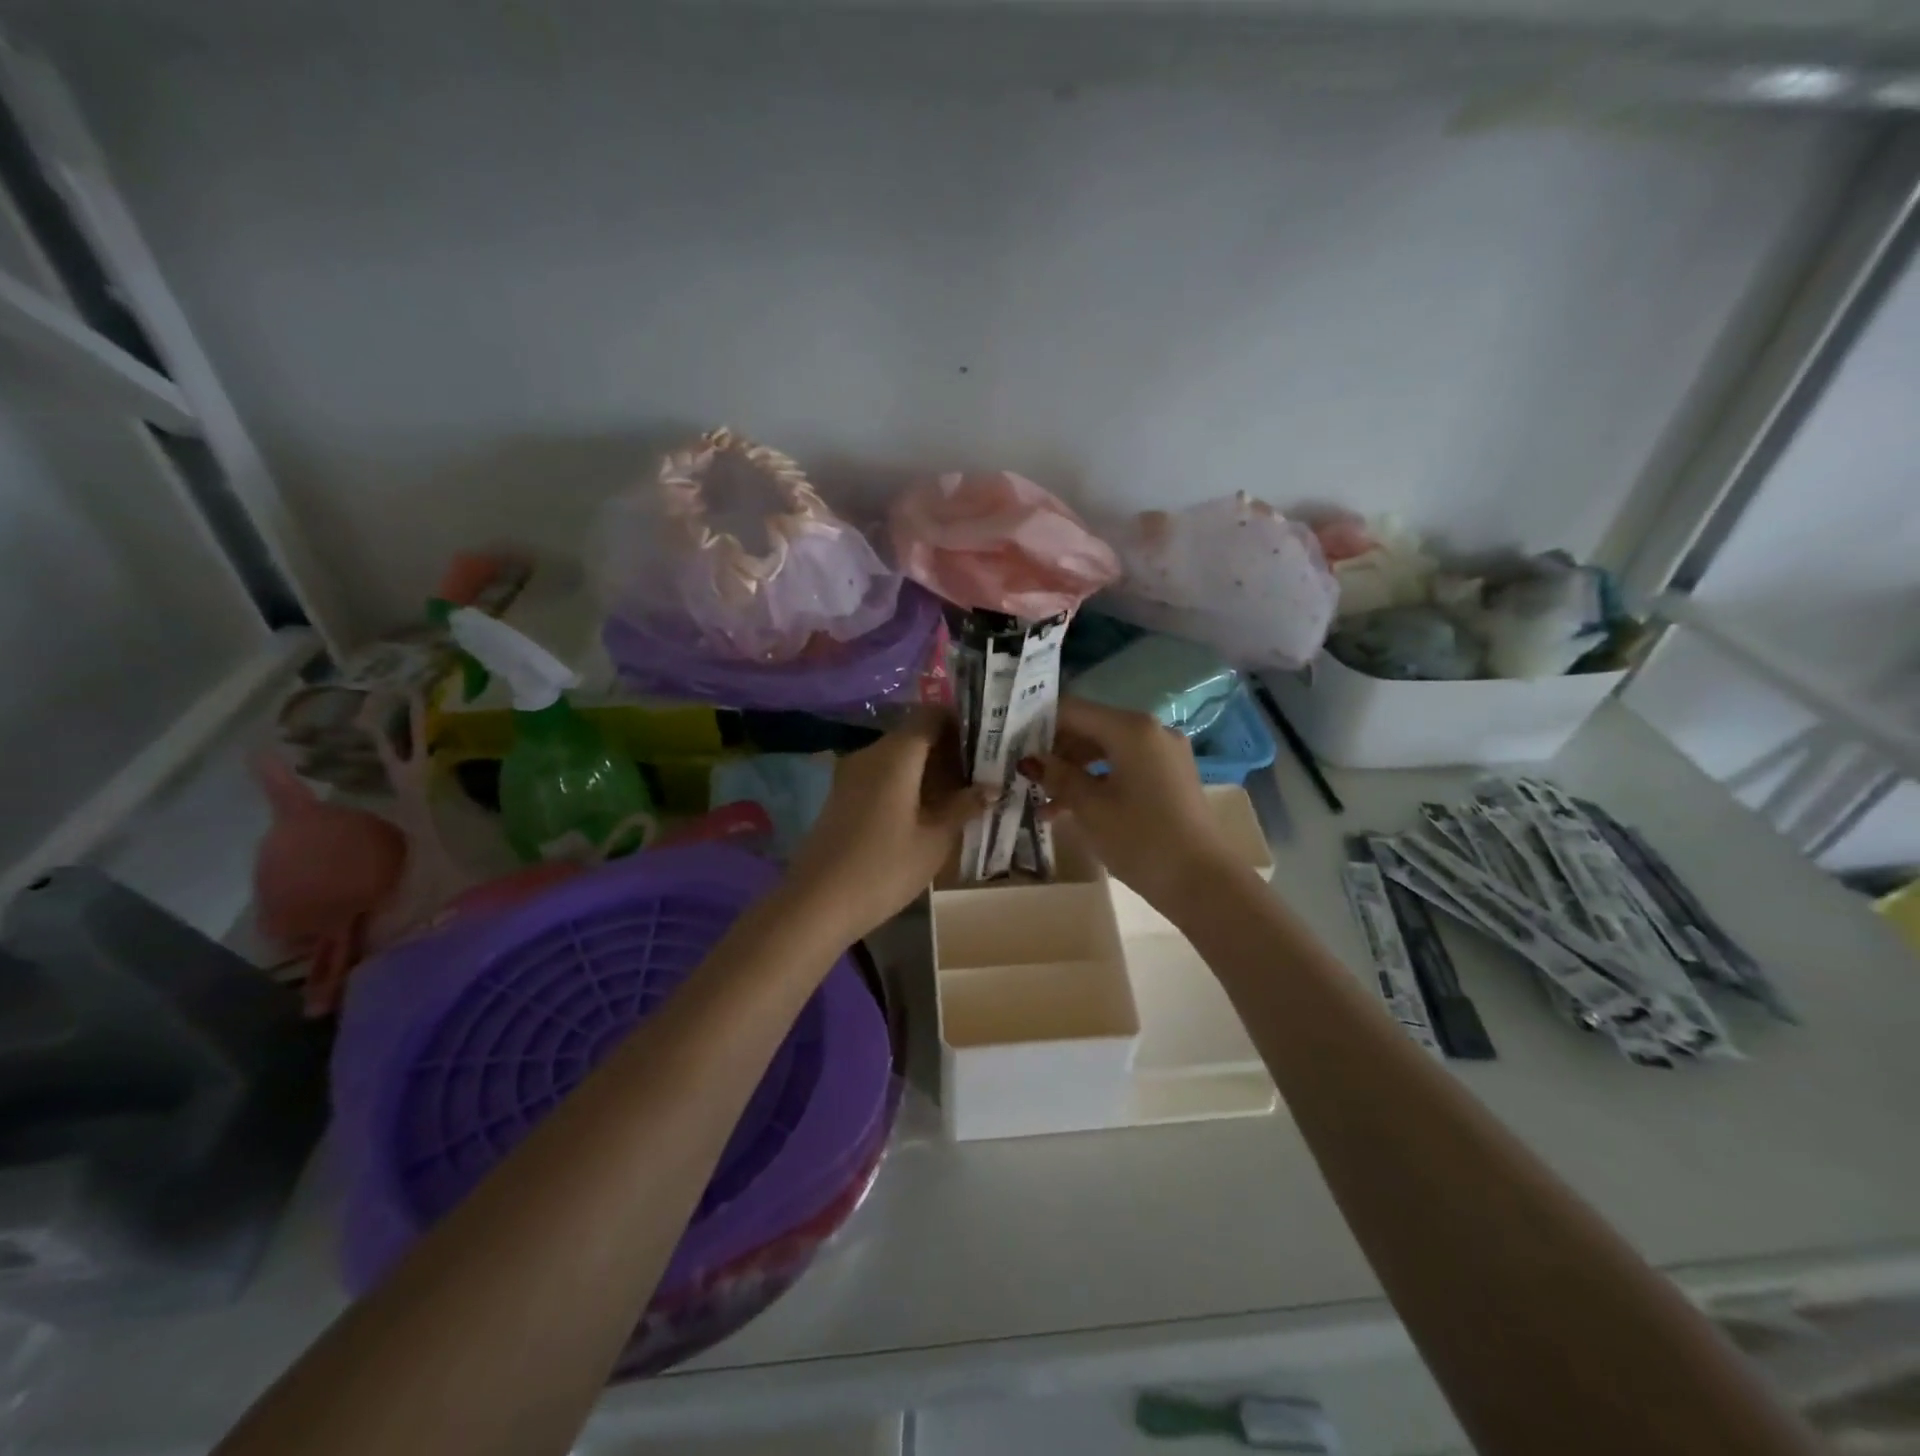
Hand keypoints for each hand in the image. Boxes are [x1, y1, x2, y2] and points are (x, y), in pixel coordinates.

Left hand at [783, 713, 986, 944]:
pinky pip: (881, 774)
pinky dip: (906, 783)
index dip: (960, 722)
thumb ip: (964, 807)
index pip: (931, 714)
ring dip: (928, 769)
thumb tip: (992, 788)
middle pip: (914, 734)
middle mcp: (871, 753)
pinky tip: (925, 811)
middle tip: (981, 775)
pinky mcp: (842, 795)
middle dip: (948, 750)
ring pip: (897, 756)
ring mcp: (851, 773)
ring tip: (959, 796)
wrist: (817, 903)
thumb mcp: (934, 841)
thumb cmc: (884, 869)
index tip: (987, 743)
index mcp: (896, 754)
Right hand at [1023, 696, 1241, 913]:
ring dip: (1073, 770)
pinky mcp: (1170, 777)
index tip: (1009, 743)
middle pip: (1090, 727)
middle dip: (1055, 750)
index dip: (1038, 723)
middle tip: (1022, 773)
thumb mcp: (1089, 807)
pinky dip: (1097, 781)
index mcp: (1130, 728)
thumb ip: (1058, 776)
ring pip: (1106, 750)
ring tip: (1041, 800)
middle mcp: (1150, 730)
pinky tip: (1070, 808)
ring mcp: (1164, 754)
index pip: (1072, 710)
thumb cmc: (1140, 839)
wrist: (1203, 882)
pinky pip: (1124, 767)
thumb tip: (1031, 760)